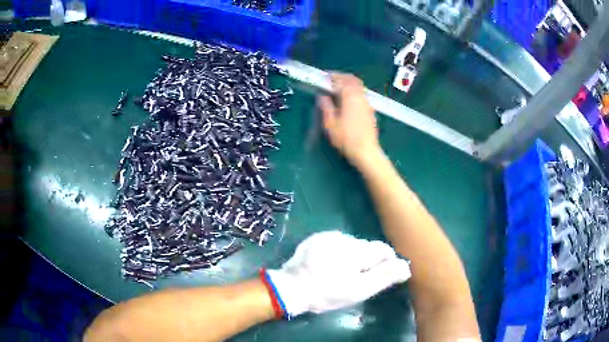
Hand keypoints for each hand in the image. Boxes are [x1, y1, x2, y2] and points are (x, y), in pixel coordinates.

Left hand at [266, 231, 410, 316]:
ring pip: (352, 245)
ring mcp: (328, 236)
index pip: (383, 250)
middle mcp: (345, 237)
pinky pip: (336, 244)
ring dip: (352, 257)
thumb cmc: (326, 292)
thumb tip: (405, 266)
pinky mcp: (316, 239)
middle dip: (367, 262)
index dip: (385, 263)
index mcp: (358, 250)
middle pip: (367, 247)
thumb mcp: (358, 290)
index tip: (377, 277)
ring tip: (341, 274)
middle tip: (357, 280)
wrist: (290, 288)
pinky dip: (338, 253)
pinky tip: (328, 266)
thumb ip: (384, 277)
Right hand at [318, 74, 381, 166]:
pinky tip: (347, 101)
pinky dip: (353, 92)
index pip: (342, 79)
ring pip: (359, 87)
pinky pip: (362, 94)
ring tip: (338, 90)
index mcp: (350, 97)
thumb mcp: (330, 124)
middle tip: (331, 80)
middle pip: (353, 80)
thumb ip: (326, 107)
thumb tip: (322, 96)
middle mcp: (360, 97)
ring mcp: (367, 103)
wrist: (366, 151)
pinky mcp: (370, 111)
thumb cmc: (346, 138)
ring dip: (348, 84)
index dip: (333, 75)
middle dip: (342, 77)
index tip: (324, 76)